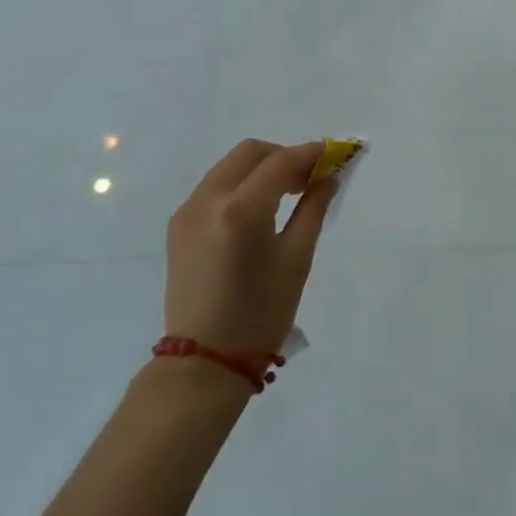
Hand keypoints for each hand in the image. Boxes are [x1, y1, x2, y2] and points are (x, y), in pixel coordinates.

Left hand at [163, 139, 337, 356]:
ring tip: (289, 192)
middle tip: (311, 177)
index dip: (311, 153)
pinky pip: (215, 186)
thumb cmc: (261, 313)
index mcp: (240, 211)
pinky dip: (242, 184)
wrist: (205, 362)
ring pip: (230, 166)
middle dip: (284, 156)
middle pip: (250, 153)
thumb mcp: (296, 258)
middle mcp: (207, 200)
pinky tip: (260, 209)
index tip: (337, 153)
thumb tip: (329, 175)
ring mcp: (187, 211)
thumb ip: (313, 208)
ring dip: (262, 168)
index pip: (280, 162)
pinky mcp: (179, 225)